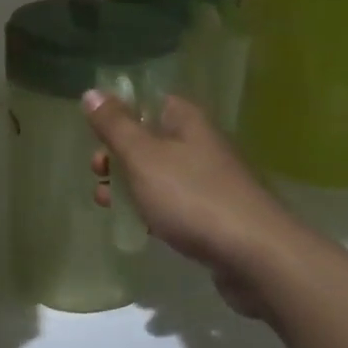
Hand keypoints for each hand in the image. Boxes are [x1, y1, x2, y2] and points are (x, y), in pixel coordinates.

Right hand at [84, 91, 288, 319]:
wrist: (256, 256)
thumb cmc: (192, 197)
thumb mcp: (143, 157)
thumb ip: (115, 126)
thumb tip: (91, 92)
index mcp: (187, 121)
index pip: (149, 101)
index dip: (119, 112)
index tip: (94, 132)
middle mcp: (201, 144)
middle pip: (151, 138)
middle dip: (118, 154)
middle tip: (96, 170)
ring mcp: (210, 181)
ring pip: (160, 173)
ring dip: (129, 184)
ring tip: (104, 201)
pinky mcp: (214, 215)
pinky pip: (174, 203)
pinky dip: (151, 209)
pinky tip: (136, 225)